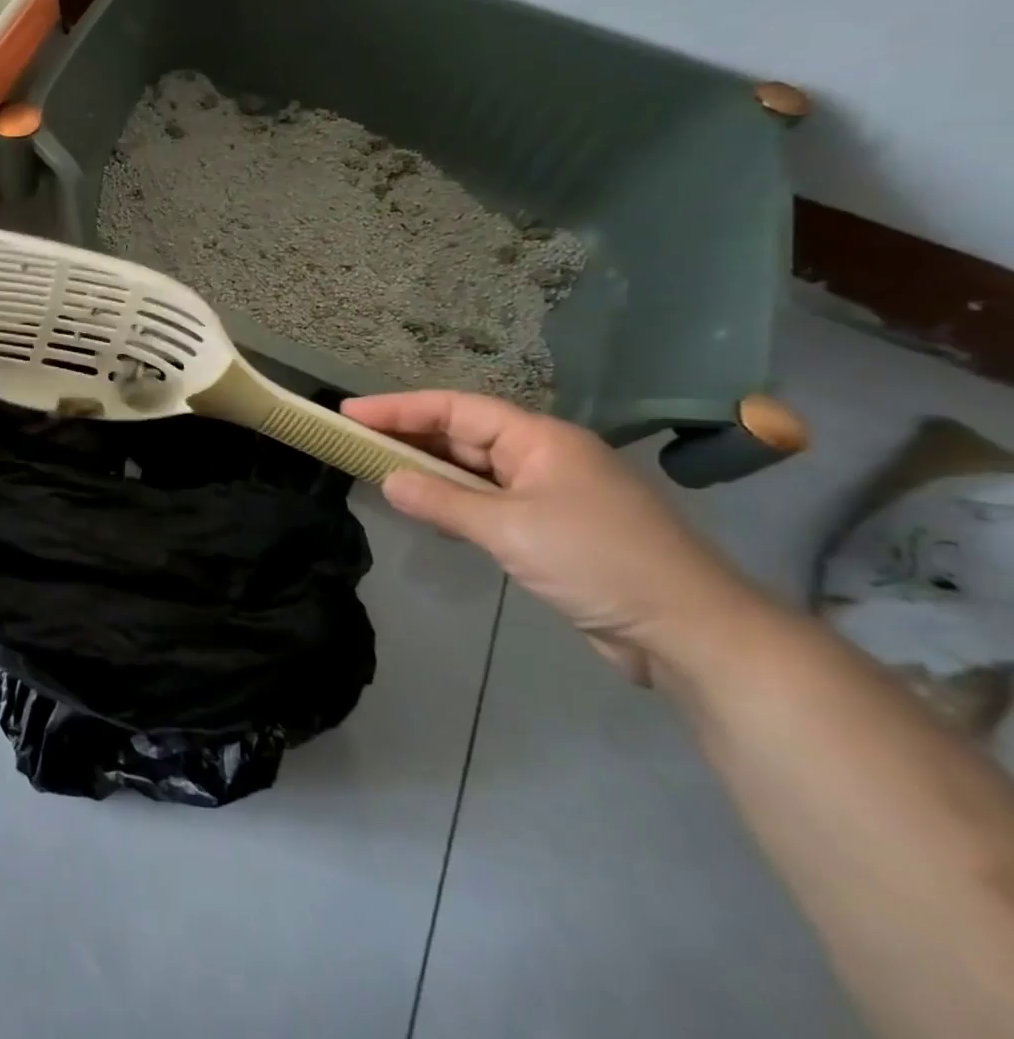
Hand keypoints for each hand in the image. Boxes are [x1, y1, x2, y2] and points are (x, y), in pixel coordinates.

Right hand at [343, 390, 763, 684]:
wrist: (691, 632)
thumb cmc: (598, 562)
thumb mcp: (510, 530)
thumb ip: (443, 503)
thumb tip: (387, 480)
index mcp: (539, 439)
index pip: (456, 410)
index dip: (399, 408)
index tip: (350, 411)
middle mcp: (542, 457)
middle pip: (463, 435)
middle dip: (409, 436)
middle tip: (353, 440)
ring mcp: (550, 493)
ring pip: (475, 471)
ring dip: (430, 471)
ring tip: (377, 469)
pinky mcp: (552, 529)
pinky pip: (489, 503)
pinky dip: (454, 503)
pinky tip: (427, 510)